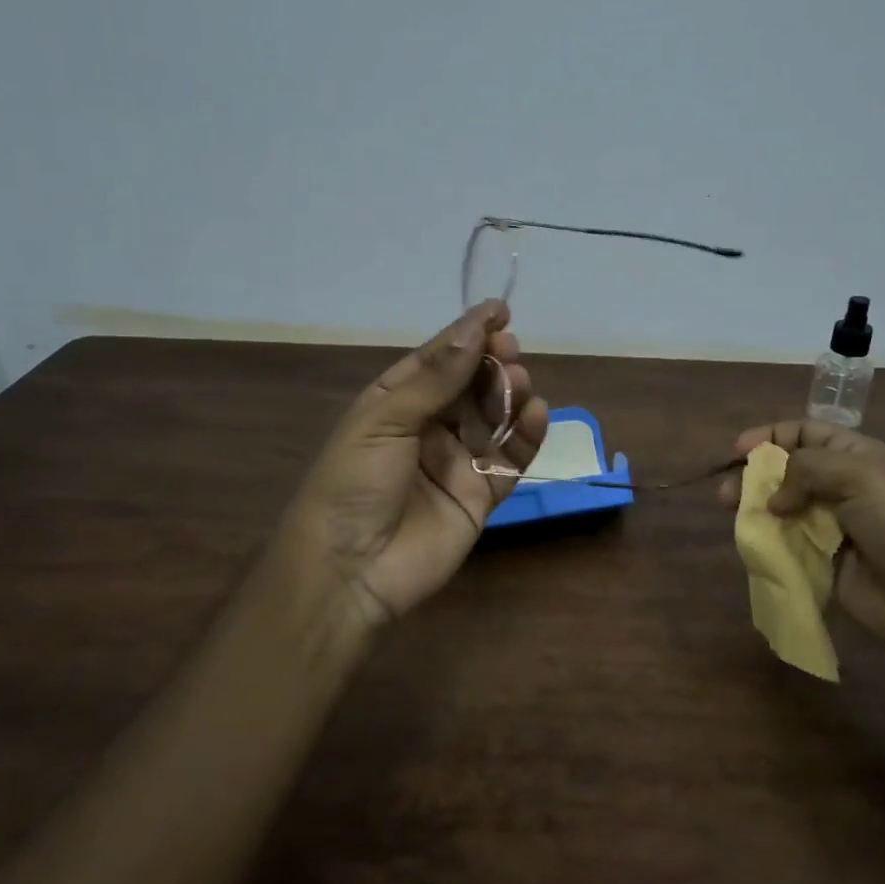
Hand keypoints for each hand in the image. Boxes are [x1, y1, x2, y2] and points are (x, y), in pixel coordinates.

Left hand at [277, 301, 547, 627]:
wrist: (349, 570)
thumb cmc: (354, 483)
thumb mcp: (385, 420)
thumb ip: (435, 378)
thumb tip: (474, 329)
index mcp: (395, 402)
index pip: (438, 359)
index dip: (467, 334)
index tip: (500, 312)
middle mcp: (429, 427)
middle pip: (470, 385)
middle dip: (491, 363)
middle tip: (509, 350)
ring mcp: (457, 462)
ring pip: (494, 417)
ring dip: (509, 394)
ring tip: (519, 382)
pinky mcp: (482, 496)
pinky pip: (511, 460)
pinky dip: (527, 436)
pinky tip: (535, 415)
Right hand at [720, 420, 884, 664]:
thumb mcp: (860, 476)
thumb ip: (806, 470)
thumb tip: (772, 496)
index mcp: (853, 457)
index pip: (803, 434)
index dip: (769, 437)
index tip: (737, 450)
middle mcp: (839, 489)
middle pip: (785, 472)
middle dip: (753, 476)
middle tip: (726, 494)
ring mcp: (831, 530)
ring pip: (780, 511)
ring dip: (755, 511)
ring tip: (733, 518)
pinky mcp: (824, 568)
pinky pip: (786, 550)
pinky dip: (766, 546)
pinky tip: (752, 546)